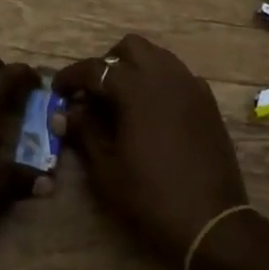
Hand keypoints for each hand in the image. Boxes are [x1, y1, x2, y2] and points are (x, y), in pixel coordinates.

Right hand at [52, 34, 247, 263]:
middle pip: (131, 47)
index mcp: (137, 88)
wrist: (211, 222)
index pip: (96, 68)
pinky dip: (159, 82)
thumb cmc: (150, 197)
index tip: (57, 90)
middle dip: (108, 62)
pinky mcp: (208, 103)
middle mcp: (166, 76)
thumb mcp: (106, 168)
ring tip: (121, 99)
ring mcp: (191, 87)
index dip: (72, 76)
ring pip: (158, 56)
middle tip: (94, 92)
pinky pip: (178, 76)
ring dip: (135, 68)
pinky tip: (152, 112)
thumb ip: (84, 132)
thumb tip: (65, 112)